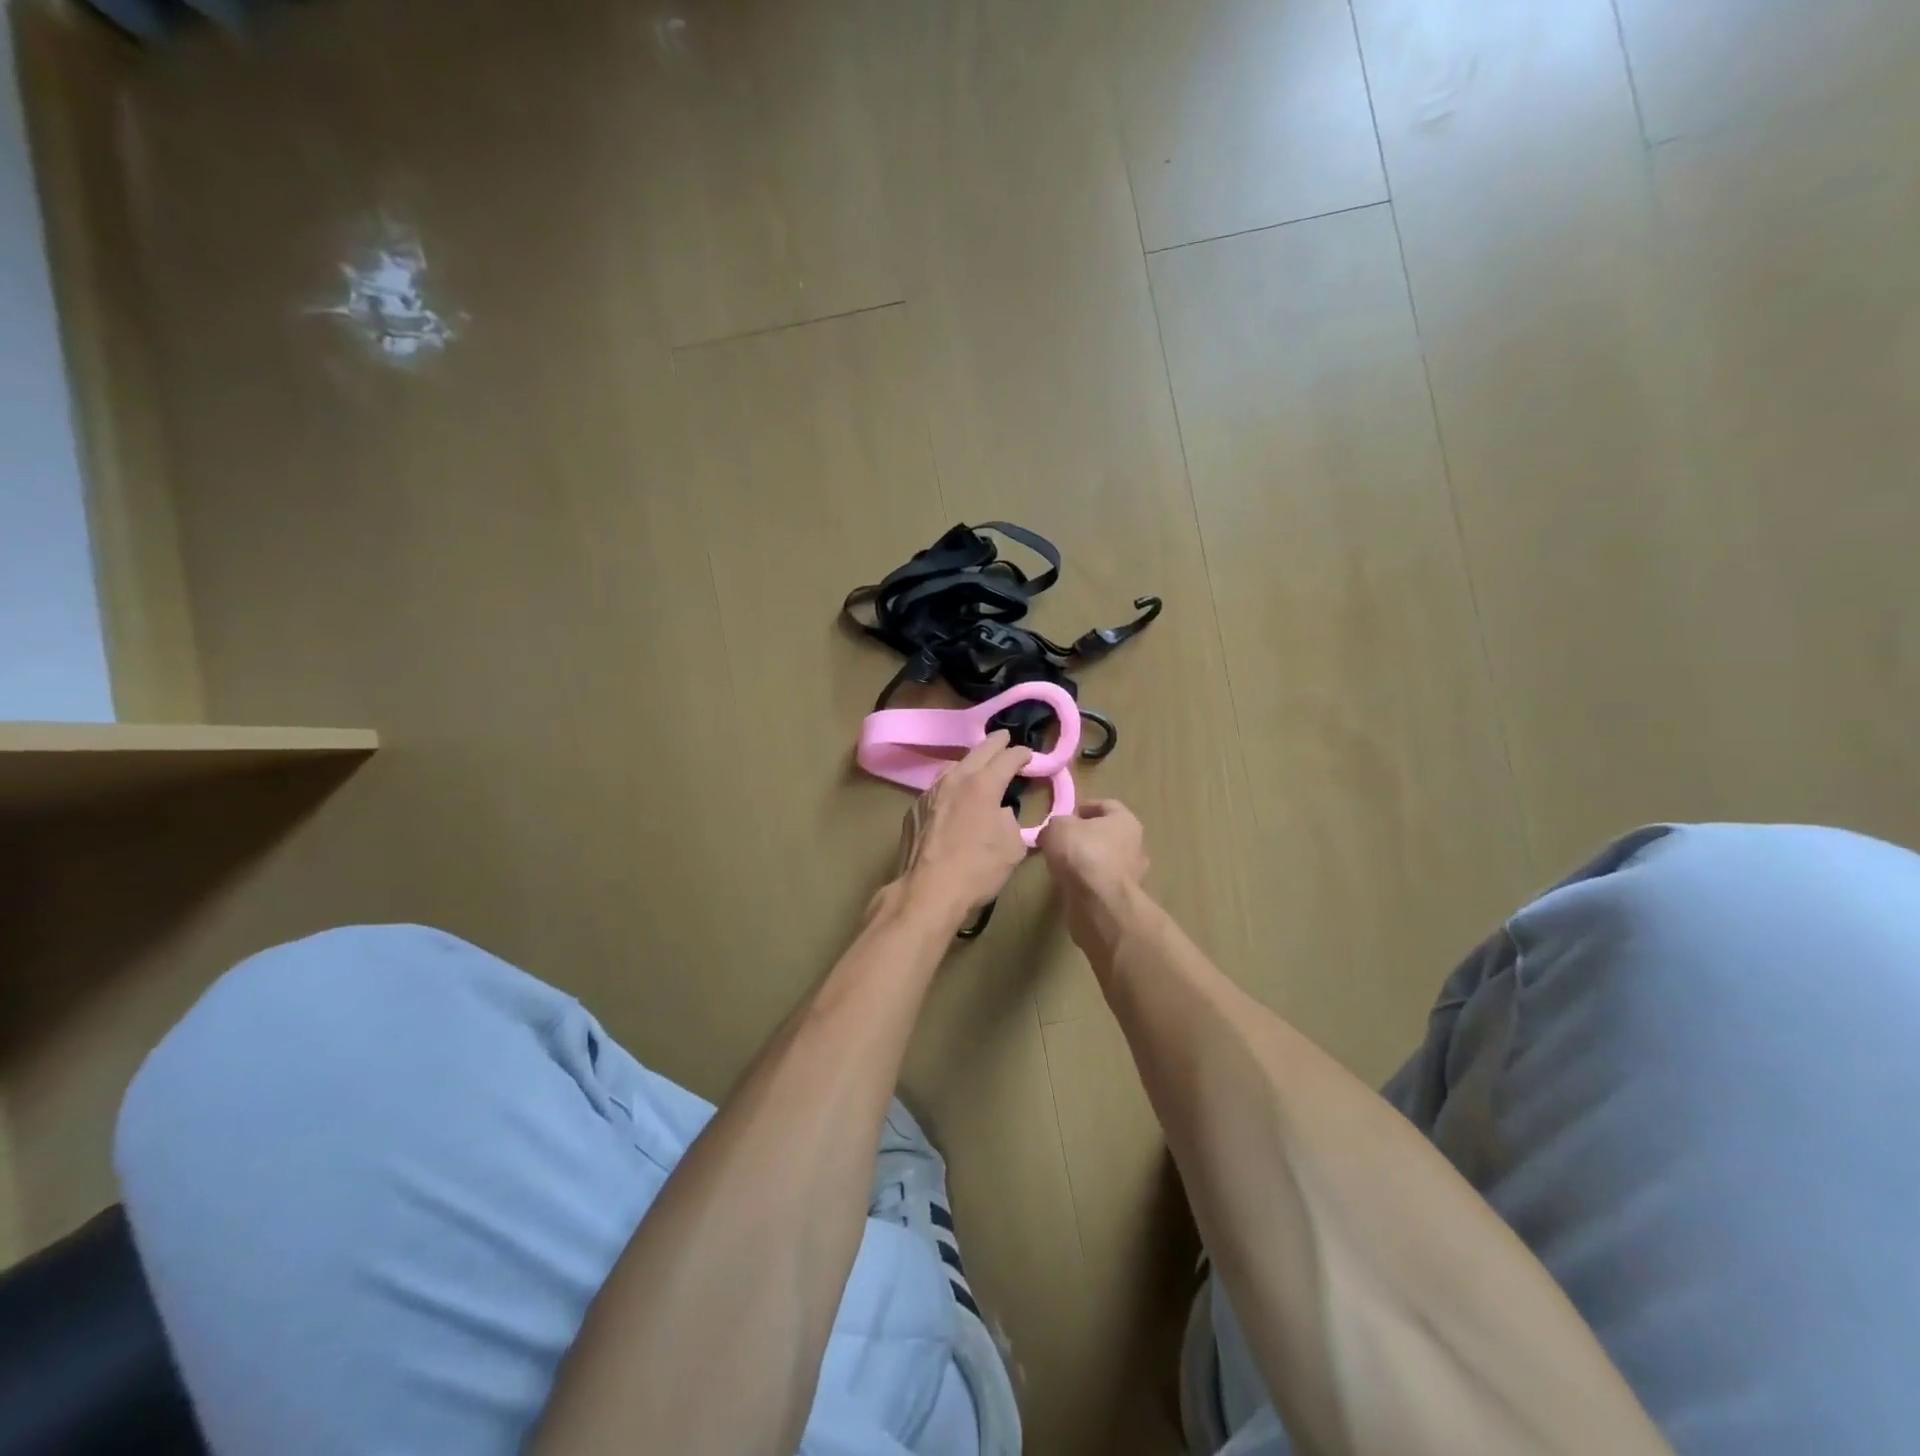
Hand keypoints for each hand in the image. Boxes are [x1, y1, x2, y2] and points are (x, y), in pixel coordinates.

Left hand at [891, 731, 1033, 924]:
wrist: (927, 891)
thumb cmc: (977, 870)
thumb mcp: (1012, 847)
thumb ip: (1011, 821)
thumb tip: (1000, 813)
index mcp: (983, 784)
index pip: (1007, 758)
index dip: (1021, 754)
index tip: (1028, 755)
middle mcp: (955, 780)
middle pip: (978, 752)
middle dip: (995, 744)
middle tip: (1005, 738)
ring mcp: (930, 793)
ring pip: (953, 767)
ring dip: (969, 763)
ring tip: (978, 766)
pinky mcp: (914, 810)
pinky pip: (937, 790)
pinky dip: (951, 788)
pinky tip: (953, 799)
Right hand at [1037, 800, 1150, 951]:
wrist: (1099, 903)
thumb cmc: (1083, 853)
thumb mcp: (1057, 827)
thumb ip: (1056, 824)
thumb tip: (1054, 832)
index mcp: (1125, 821)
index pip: (1106, 805)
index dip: (1083, 807)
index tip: (1064, 816)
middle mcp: (1135, 845)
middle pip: (1107, 834)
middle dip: (1085, 836)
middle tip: (1061, 841)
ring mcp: (1132, 875)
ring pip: (1105, 860)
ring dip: (1086, 861)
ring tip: (1062, 865)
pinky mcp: (1122, 899)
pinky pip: (1101, 883)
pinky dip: (1087, 882)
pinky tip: (1069, 884)